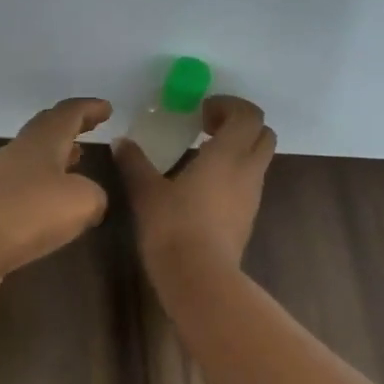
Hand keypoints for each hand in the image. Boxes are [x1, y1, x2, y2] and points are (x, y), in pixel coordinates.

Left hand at [0, 97, 113, 299]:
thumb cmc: (30, 210)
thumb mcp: (82, 201)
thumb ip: (94, 195)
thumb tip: (90, 199)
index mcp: (43, 140)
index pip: (68, 113)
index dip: (89, 109)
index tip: (106, 108)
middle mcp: (19, 152)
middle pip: (46, 129)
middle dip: (70, 127)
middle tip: (89, 127)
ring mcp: (0, 179)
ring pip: (33, 158)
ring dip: (56, 156)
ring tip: (76, 161)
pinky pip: (23, 188)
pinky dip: (42, 186)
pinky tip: (52, 204)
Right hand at [114, 95, 275, 274]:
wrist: (199, 277)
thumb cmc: (173, 226)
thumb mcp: (146, 192)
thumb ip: (135, 163)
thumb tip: (120, 142)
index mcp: (228, 154)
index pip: (248, 115)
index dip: (229, 106)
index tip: (201, 111)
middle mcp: (248, 170)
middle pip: (263, 134)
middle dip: (239, 125)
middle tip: (206, 128)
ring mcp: (252, 196)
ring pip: (258, 160)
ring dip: (237, 150)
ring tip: (202, 157)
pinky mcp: (248, 218)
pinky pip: (248, 184)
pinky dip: (233, 174)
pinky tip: (203, 188)